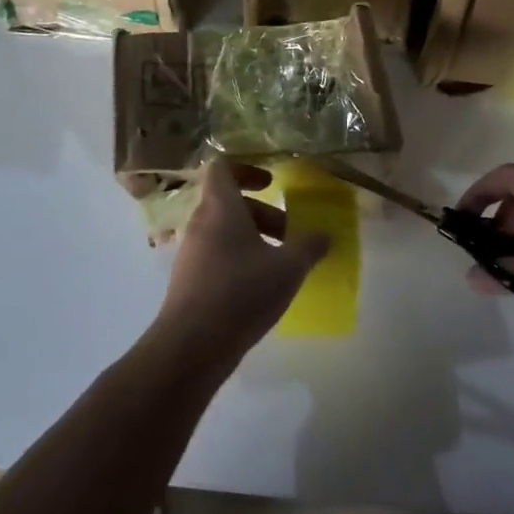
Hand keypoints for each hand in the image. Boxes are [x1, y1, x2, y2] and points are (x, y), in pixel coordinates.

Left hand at [155, 160, 330, 363]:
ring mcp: (191, 252)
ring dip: (253, 238)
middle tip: (289, 233)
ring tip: (281, 264)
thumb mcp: (288, 268)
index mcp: (220, 207)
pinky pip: (216, 255)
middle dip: (262, 214)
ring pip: (224, 230)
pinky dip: (239, 260)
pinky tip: (260, 287)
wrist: (192, 345)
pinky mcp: (188, 279)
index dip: (247, 169)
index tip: (272, 185)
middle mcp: (200, 223)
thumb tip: (324, 236)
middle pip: (229, 202)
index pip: (222, 167)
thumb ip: (309, 247)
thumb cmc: (242, 292)